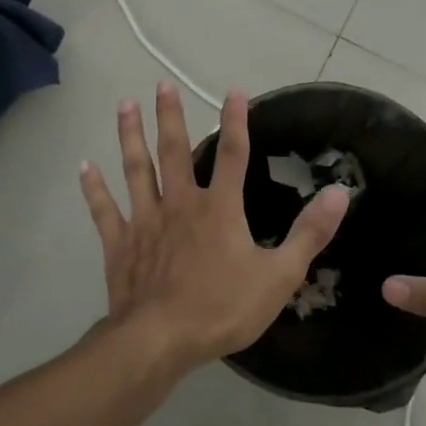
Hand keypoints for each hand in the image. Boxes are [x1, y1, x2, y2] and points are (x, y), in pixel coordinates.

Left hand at [80, 82, 348, 370]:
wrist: (161, 340)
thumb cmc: (223, 308)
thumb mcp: (279, 275)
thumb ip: (310, 233)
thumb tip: (340, 193)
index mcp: (219, 209)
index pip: (232, 154)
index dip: (236, 121)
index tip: (235, 90)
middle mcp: (180, 204)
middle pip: (174, 150)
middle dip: (169, 116)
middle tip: (161, 84)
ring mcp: (146, 221)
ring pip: (137, 169)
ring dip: (130, 136)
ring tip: (124, 105)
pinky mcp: (121, 244)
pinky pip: (105, 210)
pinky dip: (94, 188)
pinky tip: (85, 166)